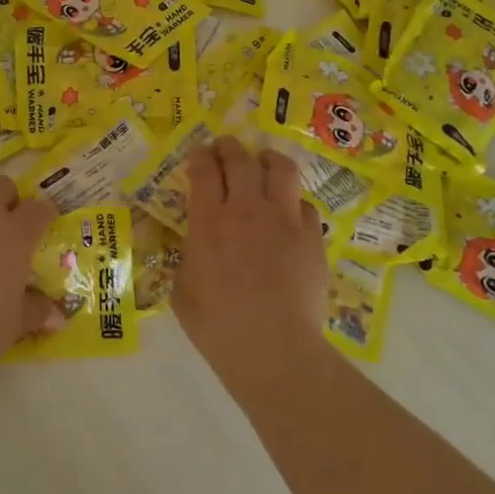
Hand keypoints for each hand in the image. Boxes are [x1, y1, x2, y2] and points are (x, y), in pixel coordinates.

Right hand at [175, 137, 328, 368]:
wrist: (271, 347)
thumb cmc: (216, 324)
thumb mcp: (183, 289)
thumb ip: (190, 257)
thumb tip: (197, 249)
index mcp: (208, 220)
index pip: (203, 169)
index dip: (200, 155)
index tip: (199, 154)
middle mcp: (246, 209)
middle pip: (240, 159)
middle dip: (230, 147)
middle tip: (226, 147)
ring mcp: (283, 220)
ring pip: (281, 169)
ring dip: (269, 160)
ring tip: (265, 162)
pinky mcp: (312, 238)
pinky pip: (305, 206)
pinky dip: (294, 204)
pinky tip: (290, 215)